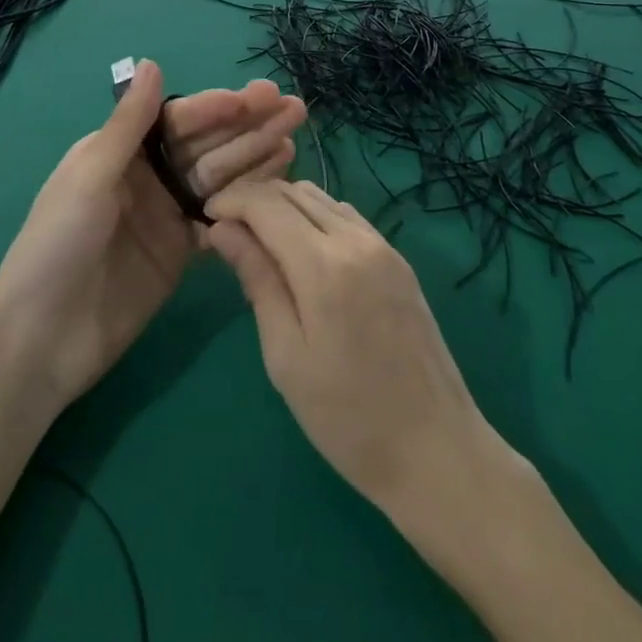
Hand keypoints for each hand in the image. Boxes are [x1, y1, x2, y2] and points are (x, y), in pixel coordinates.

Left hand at [0, 60, 304, 410]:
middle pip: (206, 144)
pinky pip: (221, 216)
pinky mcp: (182, 251)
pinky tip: (280, 184)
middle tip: (294, 108)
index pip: (178, 120)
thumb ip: (127, 123)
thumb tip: (150, 62)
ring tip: (294, 138)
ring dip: (256, 156)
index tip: (258, 97)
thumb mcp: (90, 176)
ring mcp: (167, 214)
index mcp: (120, 151)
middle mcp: (147, 176)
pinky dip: (249, 200)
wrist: (43, 339)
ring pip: (220, 176)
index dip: (218, 107)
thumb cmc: (57, 245)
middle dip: (248, 125)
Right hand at [203, 179, 490, 515]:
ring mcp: (383, 246)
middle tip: (225, 230)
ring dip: (284, 205)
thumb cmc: (347, 418)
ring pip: (321, 198)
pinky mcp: (398, 260)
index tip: (204, 218)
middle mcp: (356, 239)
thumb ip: (257, 280)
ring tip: (258, 239)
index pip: (266, 204)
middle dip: (253, 199)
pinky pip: (346, 217)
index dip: (230, 201)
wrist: (437, 450)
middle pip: (293, 192)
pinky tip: (301, 250)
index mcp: (324, 264)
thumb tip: (223, 229)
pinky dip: (314, 217)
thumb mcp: (286, 355)